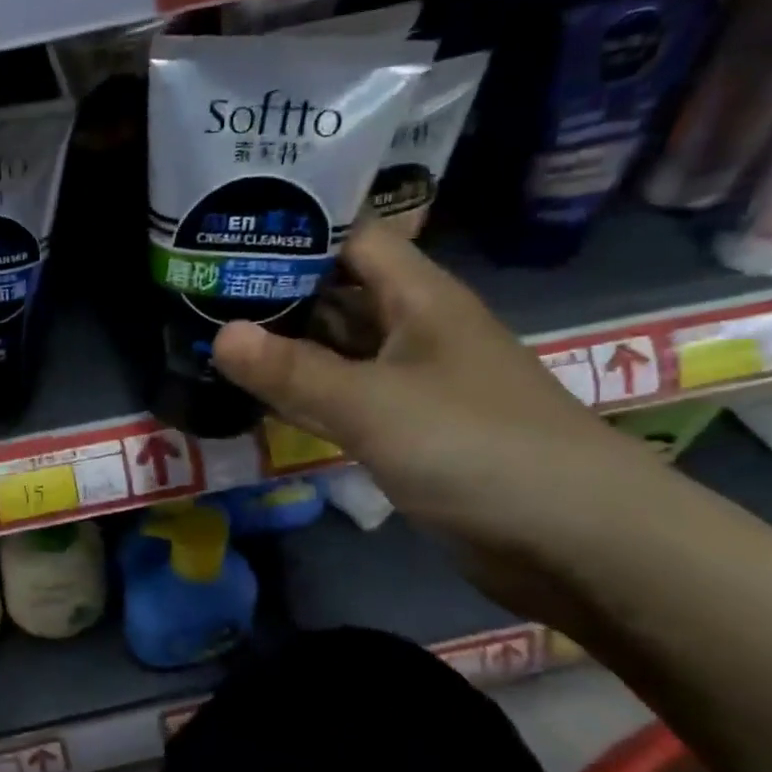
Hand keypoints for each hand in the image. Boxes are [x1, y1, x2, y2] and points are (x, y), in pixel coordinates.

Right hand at [211, 224, 667, 571]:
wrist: (574, 540)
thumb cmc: (477, 448)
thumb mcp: (373, 404)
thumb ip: (292, 371)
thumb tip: (218, 334)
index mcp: (418, 298)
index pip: (350, 239)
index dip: (294, 231)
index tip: (225, 235)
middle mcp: (411, 329)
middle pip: (334, 293)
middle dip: (272, 291)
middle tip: (196, 291)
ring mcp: (407, 380)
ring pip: (333, 348)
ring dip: (280, 345)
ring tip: (205, 335)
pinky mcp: (403, 427)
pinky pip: (340, 395)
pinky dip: (300, 392)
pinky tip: (253, 393)